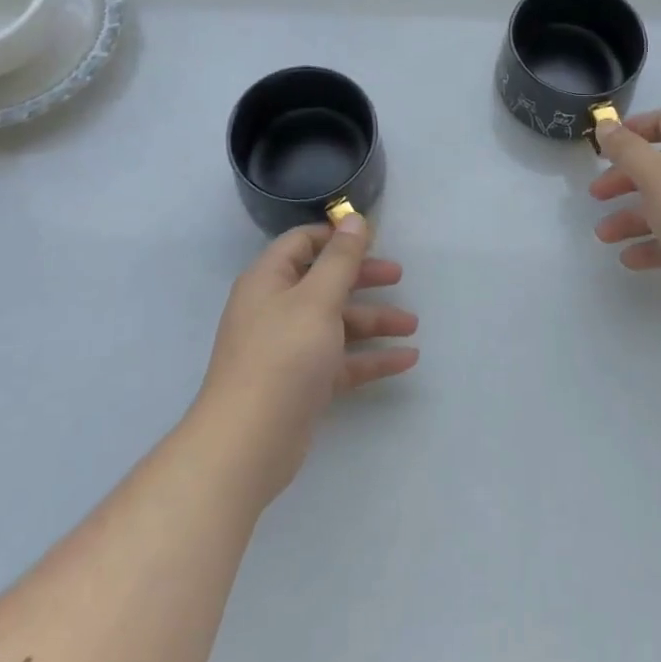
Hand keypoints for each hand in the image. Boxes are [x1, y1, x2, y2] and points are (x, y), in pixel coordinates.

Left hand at [194, 216, 418, 507]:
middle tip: (399, 276)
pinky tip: (406, 360)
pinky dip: (371, 358)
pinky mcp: (302, 384)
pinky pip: (342, 361)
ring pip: (337, 323)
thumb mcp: (317, 299)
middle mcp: (276, 309)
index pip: (302, 243)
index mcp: (270, 280)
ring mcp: (289, 349)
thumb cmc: (282, 356)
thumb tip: (353, 218)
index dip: (335, 237)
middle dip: (363, 278)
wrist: (248, 443)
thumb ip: (340, 259)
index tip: (371, 237)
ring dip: (374, 320)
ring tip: (413, 325)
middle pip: (324, 282)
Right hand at [590, 108, 660, 332]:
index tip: (604, 146)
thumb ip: (626, 149)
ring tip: (603, 235)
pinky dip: (653, 245)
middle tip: (596, 194)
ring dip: (632, 218)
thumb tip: (606, 125)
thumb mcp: (657, 175)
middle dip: (625, 180)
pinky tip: (629, 259)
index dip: (634, 129)